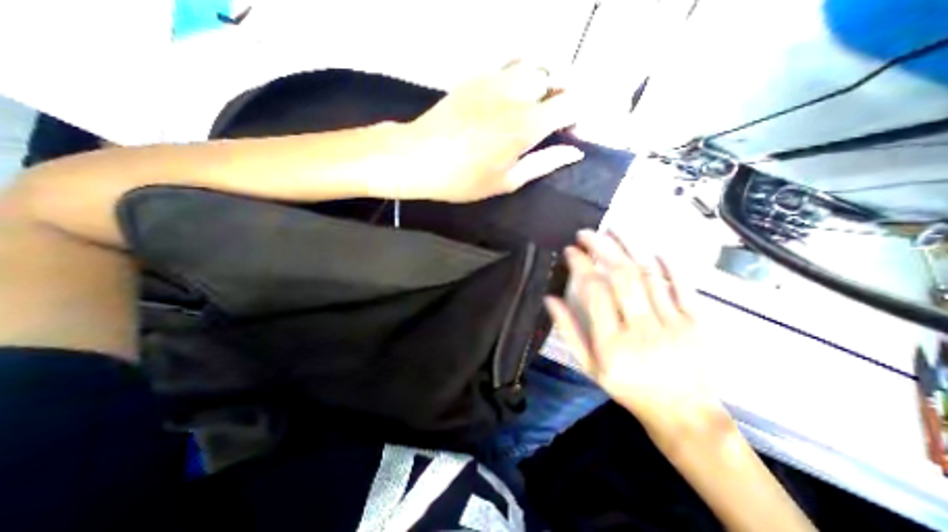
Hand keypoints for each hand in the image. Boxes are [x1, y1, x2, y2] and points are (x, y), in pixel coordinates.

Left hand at [398, 60, 581, 200]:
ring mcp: (495, 80)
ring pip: (534, 66)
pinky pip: (509, 65)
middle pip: (557, 77)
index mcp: (528, 124)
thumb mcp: (508, 180)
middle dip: (564, 96)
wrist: (419, 157)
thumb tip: (574, 152)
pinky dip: (520, 77)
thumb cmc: (465, 178)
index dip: (579, 117)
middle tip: (553, 121)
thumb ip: (544, 163)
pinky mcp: (476, 77)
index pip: (573, 103)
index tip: (570, 134)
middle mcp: (517, 93)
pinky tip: (510, 98)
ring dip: (543, 83)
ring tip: (534, 107)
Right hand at [550, 231, 718, 434]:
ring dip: (629, 248)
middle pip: (622, 277)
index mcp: (612, 343)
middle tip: (587, 233)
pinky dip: (667, 265)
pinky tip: (653, 249)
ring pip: (649, 276)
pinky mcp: (697, 322)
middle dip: (602, 248)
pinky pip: (683, 287)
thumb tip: (550, 298)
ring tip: (613, 230)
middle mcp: (642, 329)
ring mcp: (674, 324)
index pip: (594, 293)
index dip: (581, 266)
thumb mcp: (589, 366)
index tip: (570, 250)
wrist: (682, 411)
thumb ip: (569, 331)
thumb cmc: (628, 388)